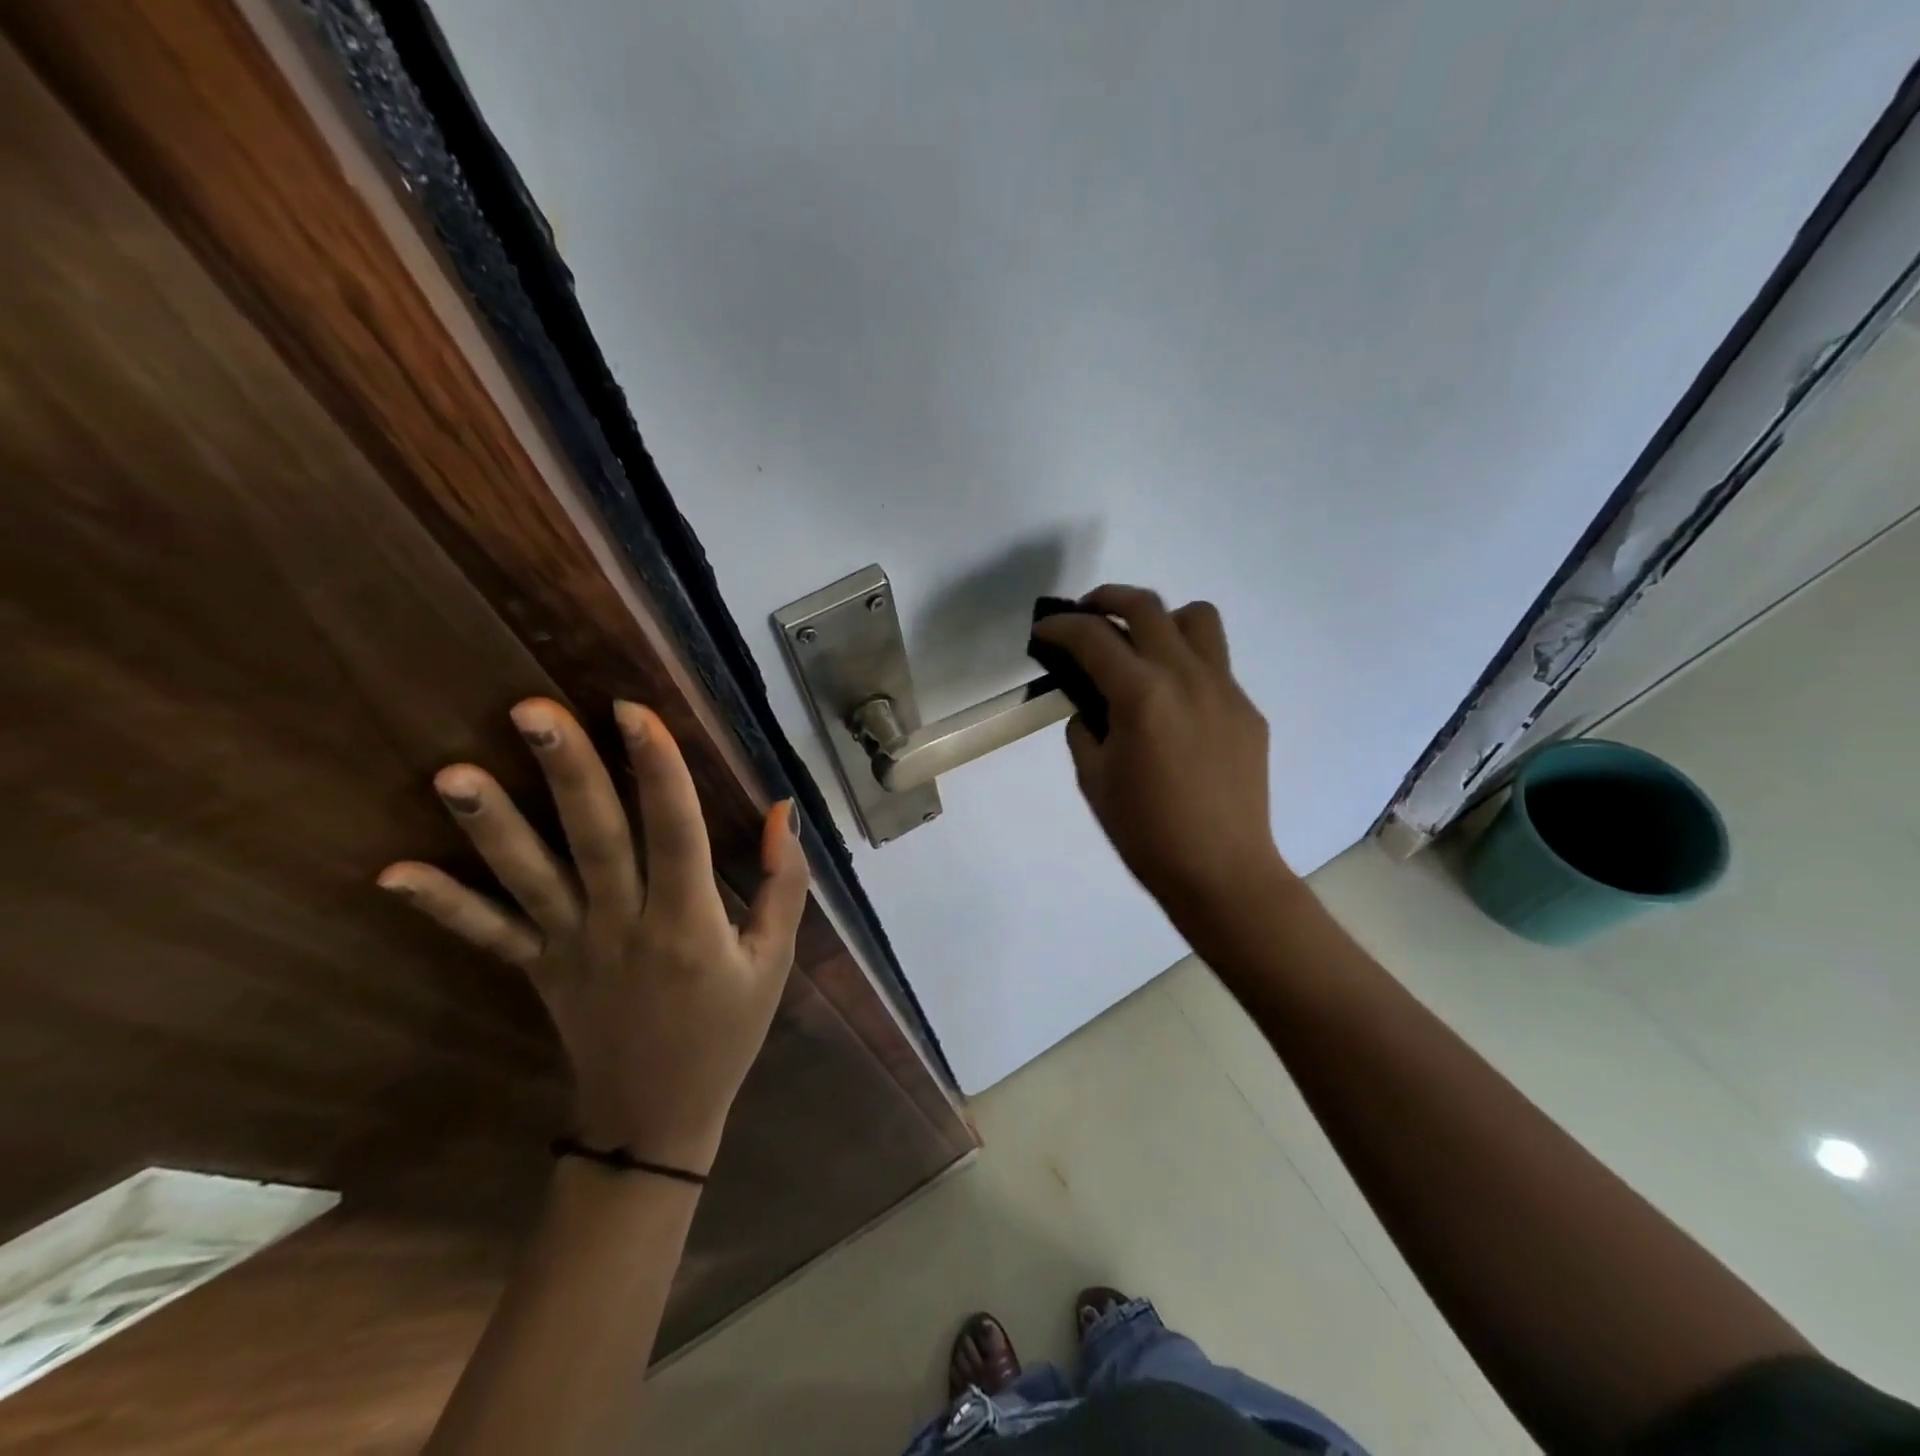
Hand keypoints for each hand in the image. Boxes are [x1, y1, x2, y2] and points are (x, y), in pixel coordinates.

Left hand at [377, 698, 809, 1174]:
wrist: (657, 1119)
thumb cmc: (727, 1030)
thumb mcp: (774, 960)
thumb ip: (785, 884)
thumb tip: (782, 809)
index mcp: (690, 923)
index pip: (675, 833)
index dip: (659, 771)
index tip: (634, 710)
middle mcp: (625, 926)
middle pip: (596, 839)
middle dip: (568, 772)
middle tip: (532, 711)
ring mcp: (572, 948)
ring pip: (531, 879)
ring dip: (492, 826)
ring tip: (450, 774)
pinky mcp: (538, 969)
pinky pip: (488, 936)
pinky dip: (443, 906)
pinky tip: (391, 875)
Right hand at [1031, 586, 1292, 929]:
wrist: (1221, 871)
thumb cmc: (1145, 832)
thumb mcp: (1094, 779)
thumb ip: (1085, 729)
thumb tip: (1092, 707)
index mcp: (1142, 695)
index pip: (1093, 637)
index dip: (1061, 627)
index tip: (1044, 629)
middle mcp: (1187, 677)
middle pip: (1147, 606)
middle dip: (1107, 599)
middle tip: (1086, 616)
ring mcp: (1225, 690)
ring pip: (1197, 619)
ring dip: (1160, 620)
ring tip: (1139, 647)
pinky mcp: (1246, 710)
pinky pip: (1214, 665)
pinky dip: (1184, 664)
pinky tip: (1171, 704)